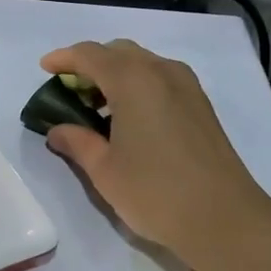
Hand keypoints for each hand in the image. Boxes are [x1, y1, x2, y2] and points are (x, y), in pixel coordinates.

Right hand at [38, 39, 270, 270]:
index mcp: (132, 80)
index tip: (45, 69)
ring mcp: (186, 85)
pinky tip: (129, 116)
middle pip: (117, 52)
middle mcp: (160, 71)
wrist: (225, 218)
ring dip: (115, 73)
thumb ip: (77, 141)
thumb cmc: (155, 192)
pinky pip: (160, 77)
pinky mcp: (200, 103)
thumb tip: (57, 130)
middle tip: (69, 90)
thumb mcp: (104, 170)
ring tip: (96, 106)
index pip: (89, 55)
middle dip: (90, 64)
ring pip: (142, 62)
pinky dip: (138, 84)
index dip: (63, 58)